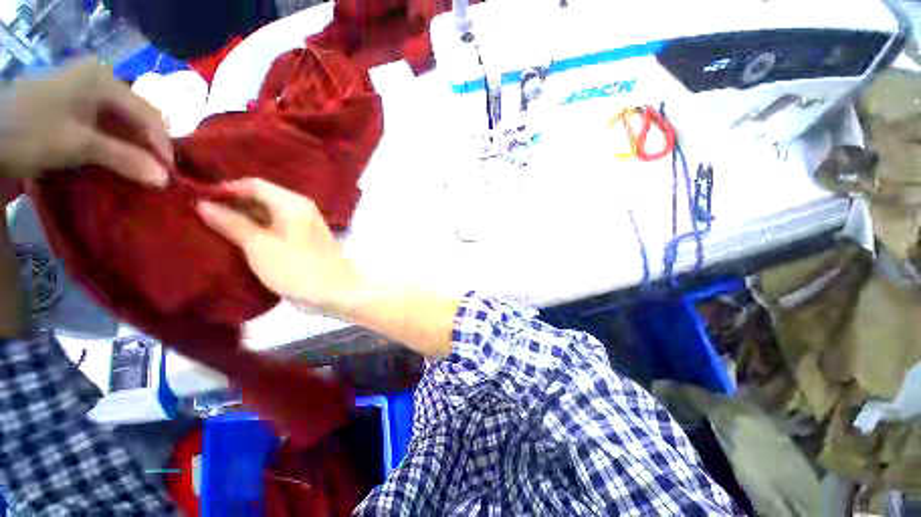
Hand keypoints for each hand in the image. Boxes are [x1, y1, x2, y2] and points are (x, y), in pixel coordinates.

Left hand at [0, 58, 169, 185]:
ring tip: (138, 170)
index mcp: (105, 80)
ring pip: (121, 122)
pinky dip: (113, 145)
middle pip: (136, 117)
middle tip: (155, 174)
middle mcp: (100, 80)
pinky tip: (116, 160)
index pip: (149, 114)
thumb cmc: (31, 130)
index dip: (162, 145)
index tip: (170, 174)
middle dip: (147, 147)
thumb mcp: (78, 145)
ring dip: (131, 148)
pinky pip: (104, 125)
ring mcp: (85, 91)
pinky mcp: (72, 105)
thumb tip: (165, 180)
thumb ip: (125, 159)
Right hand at [196, 178, 361, 309]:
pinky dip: (256, 231)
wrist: (336, 291)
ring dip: (241, 219)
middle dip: (231, 205)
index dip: (224, 189)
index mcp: (292, 203)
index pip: (253, 184)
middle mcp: (300, 208)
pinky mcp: (303, 240)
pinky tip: (234, 238)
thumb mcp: (259, 246)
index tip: (194, 198)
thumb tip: (203, 204)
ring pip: (266, 214)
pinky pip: (274, 228)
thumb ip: (232, 223)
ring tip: (208, 226)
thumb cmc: (297, 268)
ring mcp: (303, 225)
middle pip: (260, 198)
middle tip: (197, 214)